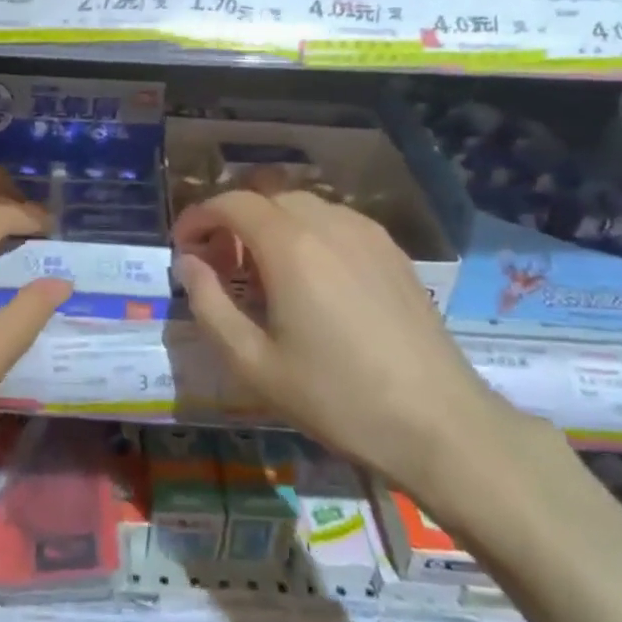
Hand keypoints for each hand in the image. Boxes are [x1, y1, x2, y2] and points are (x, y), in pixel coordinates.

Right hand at [172, 189, 522, 501]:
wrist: (439, 423)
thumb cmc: (337, 397)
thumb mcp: (254, 363)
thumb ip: (209, 304)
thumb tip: (188, 264)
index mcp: (290, 245)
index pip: (230, 203)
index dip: (198, 217)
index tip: (182, 246)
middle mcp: (328, 223)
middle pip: (265, 197)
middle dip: (232, 220)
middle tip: (219, 264)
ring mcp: (366, 232)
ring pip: (301, 205)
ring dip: (269, 224)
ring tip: (262, 272)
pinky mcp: (392, 249)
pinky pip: (334, 221)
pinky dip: (306, 232)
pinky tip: (310, 278)